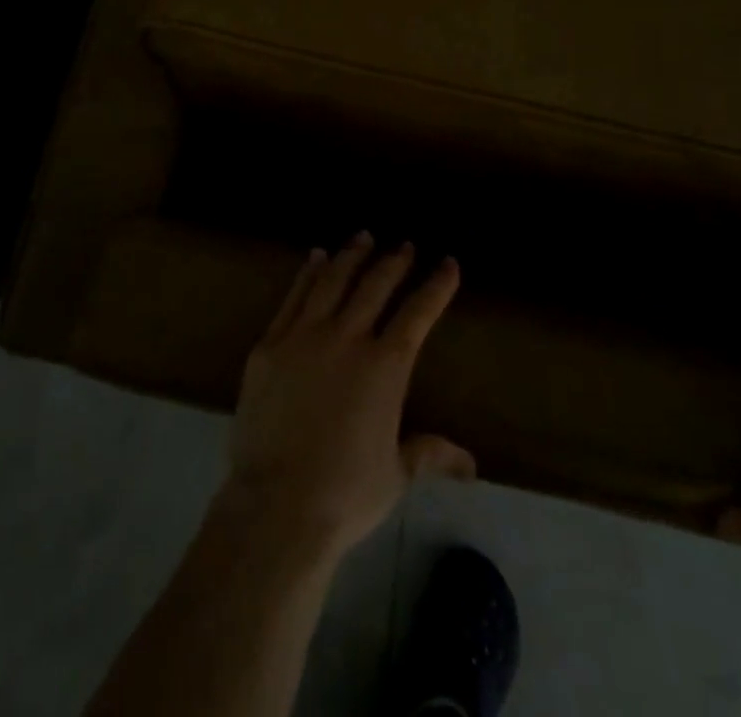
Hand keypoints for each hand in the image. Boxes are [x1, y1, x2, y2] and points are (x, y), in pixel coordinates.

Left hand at [220, 233, 474, 561]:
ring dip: (351, 255)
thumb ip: (429, 454)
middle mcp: (346, 338)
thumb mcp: (396, 474)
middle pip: (374, 286)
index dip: (436, 286)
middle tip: (406, 244)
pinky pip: (293, 296)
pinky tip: (315, 257)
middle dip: (394, 261)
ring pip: (332, 280)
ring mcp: (303, 336)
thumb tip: (471, 466)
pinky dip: (307, 273)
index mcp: (384, 367)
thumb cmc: (345, 493)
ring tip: (364, 236)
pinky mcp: (270, 343)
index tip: (448, 263)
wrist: (277, 504)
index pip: (417, 313)